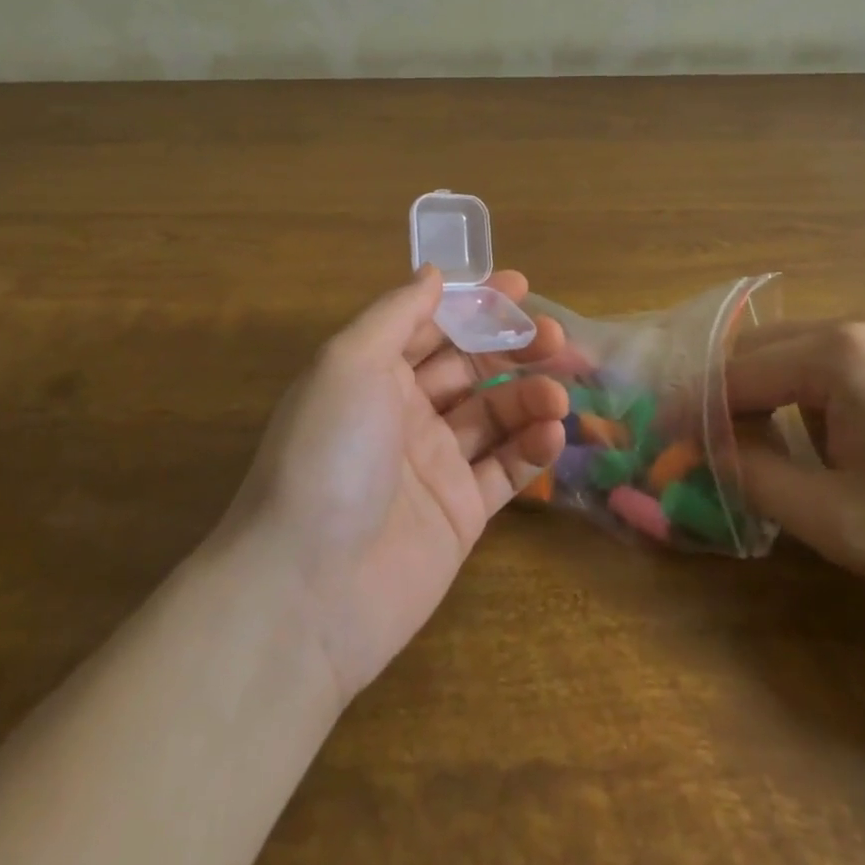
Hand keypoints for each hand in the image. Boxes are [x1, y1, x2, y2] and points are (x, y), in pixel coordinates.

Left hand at [223, 266, 568, 703]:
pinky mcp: (460, 513)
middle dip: (513, 346)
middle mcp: (404, 412)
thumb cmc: (328, 454)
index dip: (475, 303)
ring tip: (557, 395)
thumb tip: (434, 274)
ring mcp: (434, 464)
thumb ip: (396, 313)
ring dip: (530, 396)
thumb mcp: (350, 362)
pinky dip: (532, 449)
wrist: (307, 590)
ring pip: (494, 415)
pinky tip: (553, 435)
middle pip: (471, 366)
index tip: (521, 287)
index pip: (433, 324)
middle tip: (556, 337)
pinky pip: (504, 470)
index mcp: (373, 373)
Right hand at [730, 312, 864, 641]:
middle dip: (734, 392)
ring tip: (795, 449)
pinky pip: (858, 357)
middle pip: (769, 347)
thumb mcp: (839, 521)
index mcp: (841, 354)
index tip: (667, 432)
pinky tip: (858, 435)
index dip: (697, 405)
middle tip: (717, 440)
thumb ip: (756, 477)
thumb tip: (707, 448)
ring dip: (783, 391)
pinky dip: (828, 387)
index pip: (738, 372)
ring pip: (812, 349)